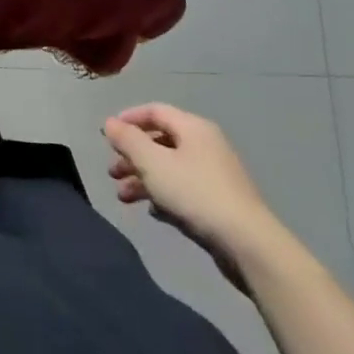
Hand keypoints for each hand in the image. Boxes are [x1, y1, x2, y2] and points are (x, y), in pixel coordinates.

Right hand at [102, 104, 286, 286]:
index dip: (128, 119)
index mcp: (193, 128)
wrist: (246, 243)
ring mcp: (214, 174)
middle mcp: (205, 145)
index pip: (155, 111)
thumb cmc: (194, 193)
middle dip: (132, 155)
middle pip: (160, 141)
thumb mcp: (152, 162)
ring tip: (123, 197)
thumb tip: (110, 123)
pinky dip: (163, 195)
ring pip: (169, 168)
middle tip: (112, 172)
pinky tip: (153, 212)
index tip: (106, 135)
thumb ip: (127, 140)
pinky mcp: (219, 201)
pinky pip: (183, 189)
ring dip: (142, 179)